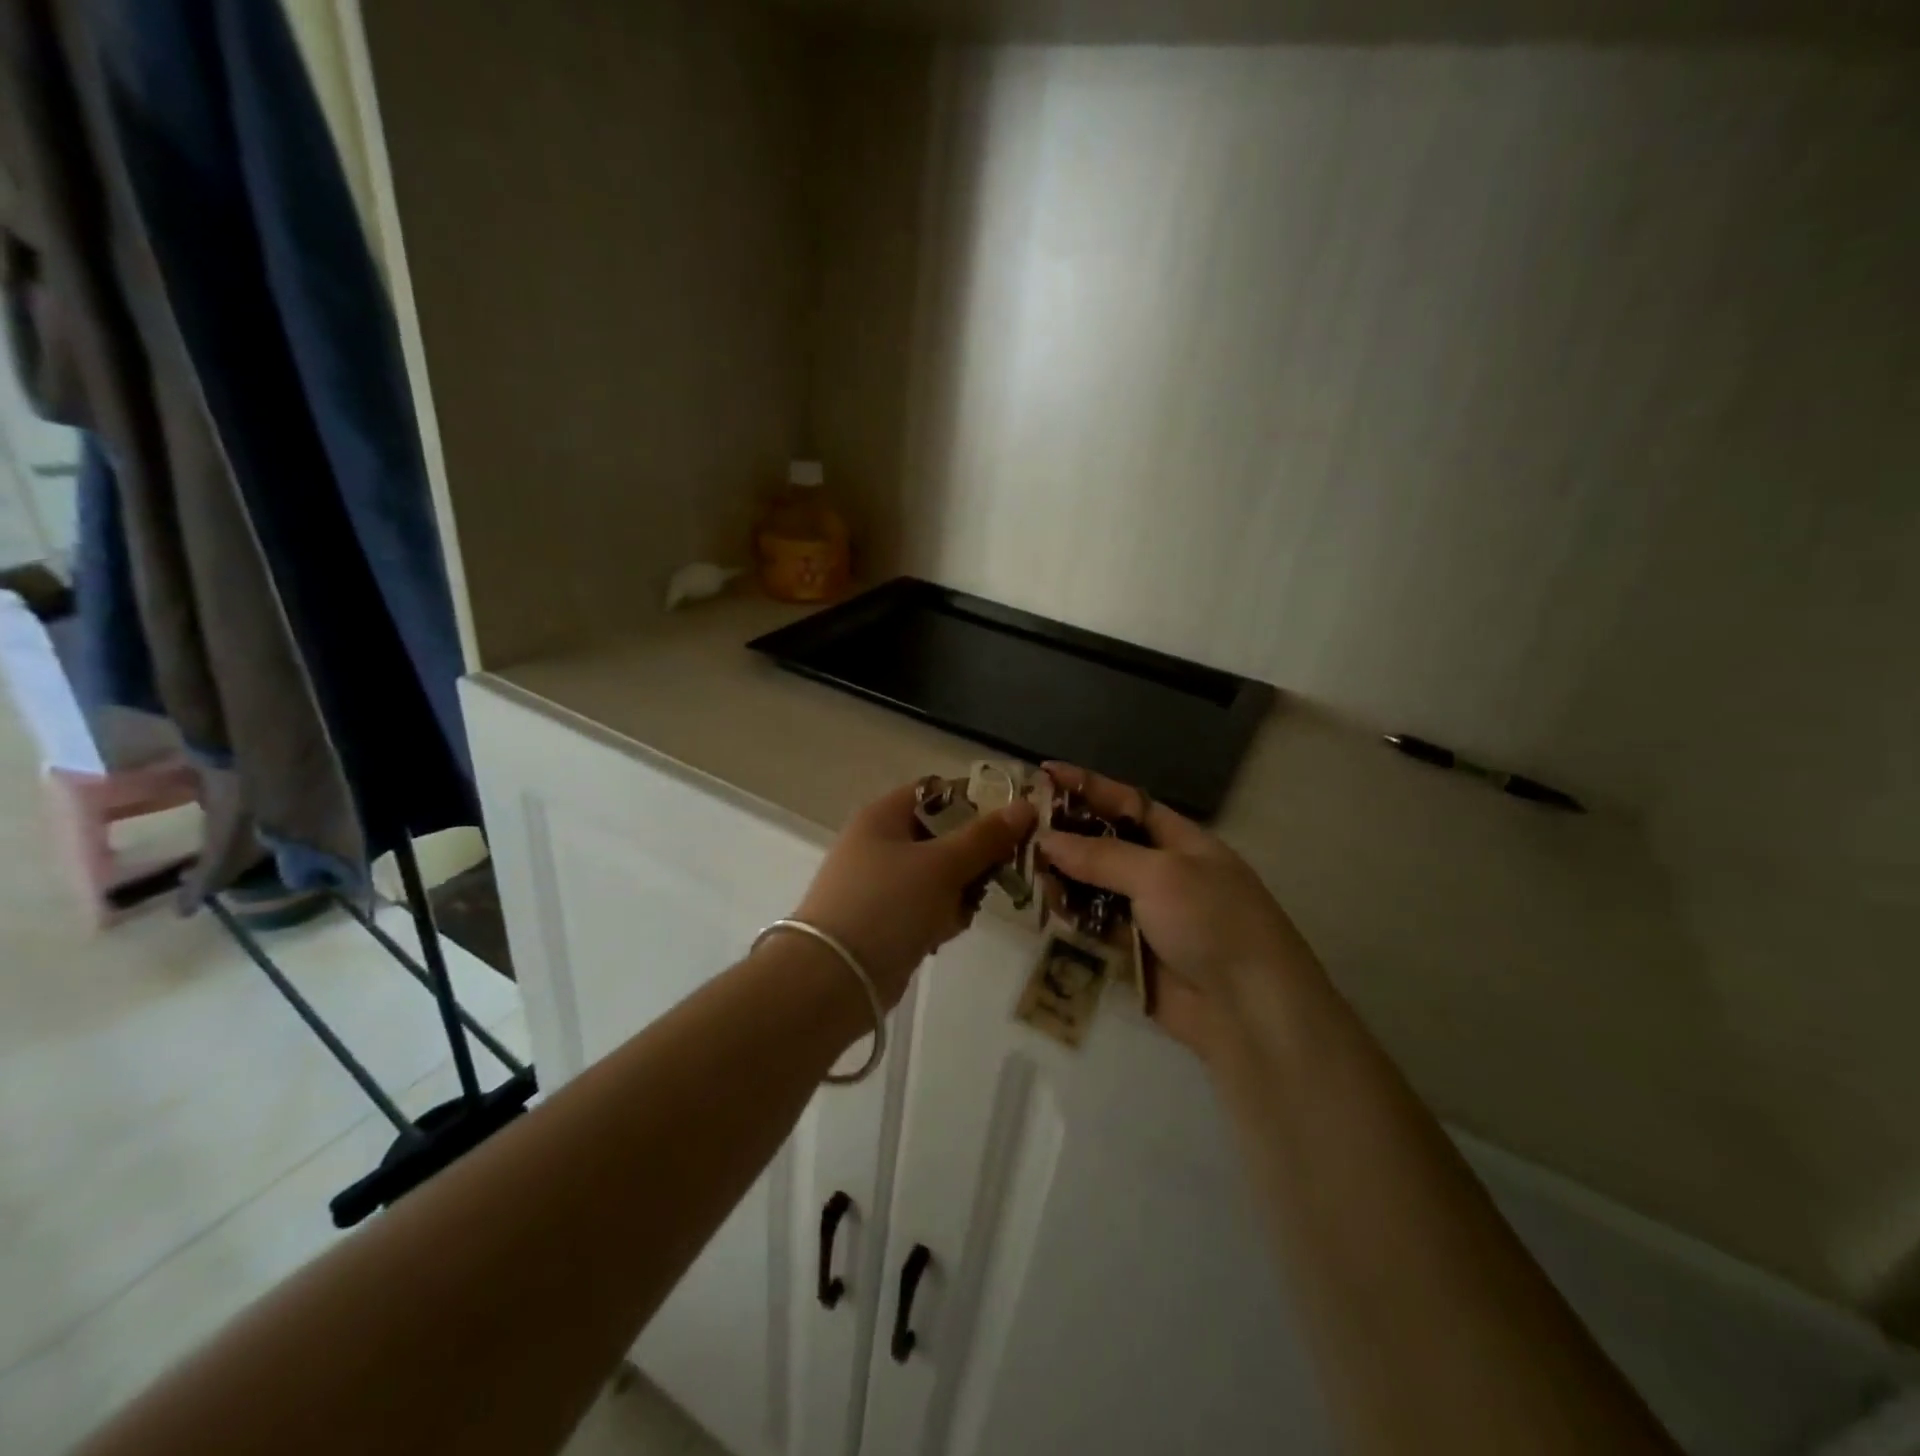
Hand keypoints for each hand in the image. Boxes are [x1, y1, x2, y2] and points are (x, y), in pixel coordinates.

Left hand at [792, 781, 1036, 1006]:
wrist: (834, 979)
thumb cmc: (888, 905)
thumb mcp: (942, 865)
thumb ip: (985, 837)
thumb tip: (1026, 806)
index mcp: (884, 816)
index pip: (938, 792)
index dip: (975, 802)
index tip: (1010, 824)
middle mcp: (879, 843)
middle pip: (943, 835)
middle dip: (972, 856)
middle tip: (994, 874)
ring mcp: (880, 883)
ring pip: (939, 875)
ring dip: (960, 892)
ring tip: (961, 911)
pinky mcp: (885, 919)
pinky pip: (926, 906)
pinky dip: (940, 917)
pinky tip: (942, 934)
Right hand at [1036, 763, 1323, 1061]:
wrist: (1250, 1010)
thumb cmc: (1212, 921)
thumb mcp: (1160, 874)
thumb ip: (1101, 855)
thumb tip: (1047, 839)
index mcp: (1181, 842)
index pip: (1126, 803)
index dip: (1087, 786)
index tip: (1045, 772)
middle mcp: (1163, 872)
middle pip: (1106, 845)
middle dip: (1067, 835)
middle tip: (1021, 828)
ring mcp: (1148, 914)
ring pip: (1095, 887)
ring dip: (1064, 878)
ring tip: (1026, 869)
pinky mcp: (1134, 953)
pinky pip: (1095, 926)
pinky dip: (1072, 917)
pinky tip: (1046, 909)